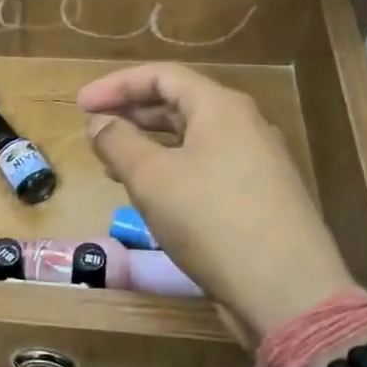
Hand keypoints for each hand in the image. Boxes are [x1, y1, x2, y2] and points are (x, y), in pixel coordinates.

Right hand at [78, 63, 353, 336]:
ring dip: (150, 143)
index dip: (116, 85)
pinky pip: (207, 166)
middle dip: (132, 112)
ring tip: (115, 162)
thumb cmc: (211, 220)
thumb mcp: (151, 178)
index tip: (80, 105)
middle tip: (95, 129)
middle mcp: (244, 125)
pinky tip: (154, 194)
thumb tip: (100, 123)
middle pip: (179, 102)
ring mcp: (257, 162)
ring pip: (193, 137)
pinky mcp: (260, 196)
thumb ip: (118, 142)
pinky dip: (172, 168)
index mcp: (220, 107)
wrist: (287, 290)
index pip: (161, 75)